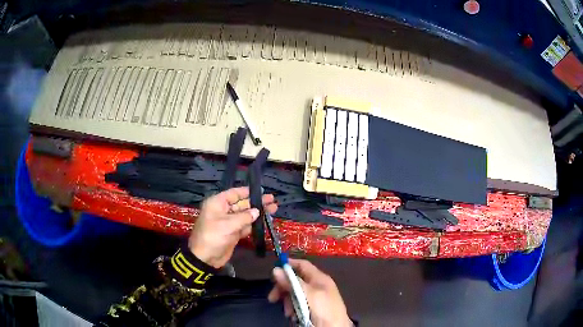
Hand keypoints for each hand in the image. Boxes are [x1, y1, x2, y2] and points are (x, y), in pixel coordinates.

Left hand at [188, 186, 276, 267]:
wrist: (205, 257)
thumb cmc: (213, 236)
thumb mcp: (228, 224)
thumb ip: (244, 217)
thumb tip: (257, 211)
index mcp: (218, 203)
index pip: (234, 193)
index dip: (248, 192)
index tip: (262, 190)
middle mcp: (223, 211)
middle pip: (242, 204)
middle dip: (257, 202)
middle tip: (272, 200)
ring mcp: (229, 222)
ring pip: (246, 215)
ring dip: (258, 213)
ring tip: (273, 209)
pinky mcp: (233, 233)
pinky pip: (245, 226)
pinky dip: (254, 224)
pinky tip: (265, 221)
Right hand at [268, 259, 351, 326]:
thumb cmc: (324, 309)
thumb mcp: (309, 295)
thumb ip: (293, 282)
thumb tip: (276, 269)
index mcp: (319, 278)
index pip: (302, 265)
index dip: (289, 264)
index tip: (274, 269)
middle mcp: (316, 286)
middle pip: (295, 281)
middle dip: (283, 288)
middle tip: (273, 298)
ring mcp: (313, 298)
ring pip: (294, 294)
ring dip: (287, 302)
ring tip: (288, 312)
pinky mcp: (311, 308)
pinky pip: (297, 304)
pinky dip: (292, 309)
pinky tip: (293, 316)